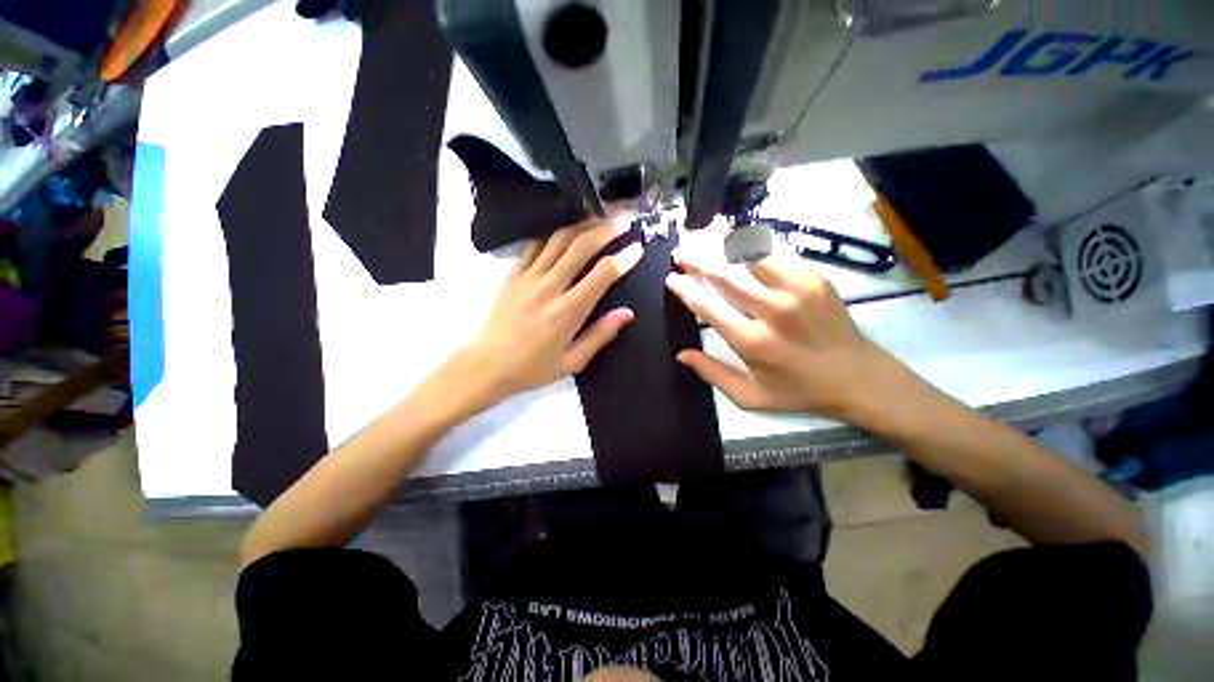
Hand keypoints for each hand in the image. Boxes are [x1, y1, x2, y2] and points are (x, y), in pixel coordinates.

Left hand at [447, 219, 642, 409]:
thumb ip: (601, 334)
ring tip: (599, 218)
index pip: (603, 274)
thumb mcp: (572, 361)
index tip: (639, 247)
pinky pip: (535, 245)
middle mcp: (550, 287)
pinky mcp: (513, 274)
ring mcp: (528, 277)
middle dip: (606, 230)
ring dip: (581, 225)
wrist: (486, 366)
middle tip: (624, 220)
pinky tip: (564, 231)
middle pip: (581, 247)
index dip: (624, 258)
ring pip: (558, 240)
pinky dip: (553, 234)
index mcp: (568, 311)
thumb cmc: (532, 369)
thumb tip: (628, 313)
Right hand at [666, 248, 900, 421]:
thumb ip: (712, 373)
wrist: (858, 377)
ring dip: (722, 247)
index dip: (686, 288)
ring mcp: (796, 289)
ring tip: (705, 242)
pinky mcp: (814, 278)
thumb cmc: (799, 390)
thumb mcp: (750, 396)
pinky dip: (753, 246)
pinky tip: (738, 244)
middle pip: (724, 275)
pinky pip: (776, 253)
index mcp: (752, 341)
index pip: (708, 306)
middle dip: (696, 261)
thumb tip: (681, 354)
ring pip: (749, 256)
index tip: (672, 279)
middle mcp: (772, 310)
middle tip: (680, 254)